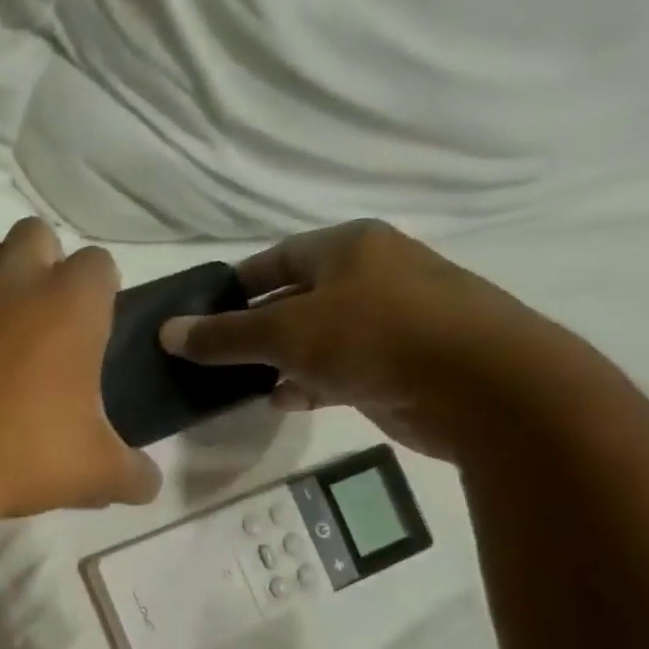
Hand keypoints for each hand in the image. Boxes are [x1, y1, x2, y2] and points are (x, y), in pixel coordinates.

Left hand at [0, 218, 161, 521]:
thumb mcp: (94, 472)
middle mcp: (14, 282)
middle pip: (37, 237)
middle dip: (47, 267)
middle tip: (50, 325)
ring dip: (1, 278)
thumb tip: (149, 484)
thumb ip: (132, 473)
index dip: (102, 295)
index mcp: (69, 302)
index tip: (96, 335)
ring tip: (7, 331)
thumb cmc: (21, 453)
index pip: (99, 264)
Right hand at [158, 220, 566, 459]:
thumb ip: (223, 335)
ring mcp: (390, 320)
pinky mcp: (400, 363)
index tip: (199, 317)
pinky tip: (284, 401)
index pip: (274, 259)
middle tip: (212, 357)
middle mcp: (371, 275)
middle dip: (252, 329)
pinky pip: (339, 368)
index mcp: (349, 247)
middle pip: (293, 298)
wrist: (482, 385)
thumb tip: (166, 332)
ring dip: (278, 360)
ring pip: (315, 338)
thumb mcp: (285, 331)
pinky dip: (310, 382)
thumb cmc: (376, 336)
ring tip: (239, 384)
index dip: (234, 286)